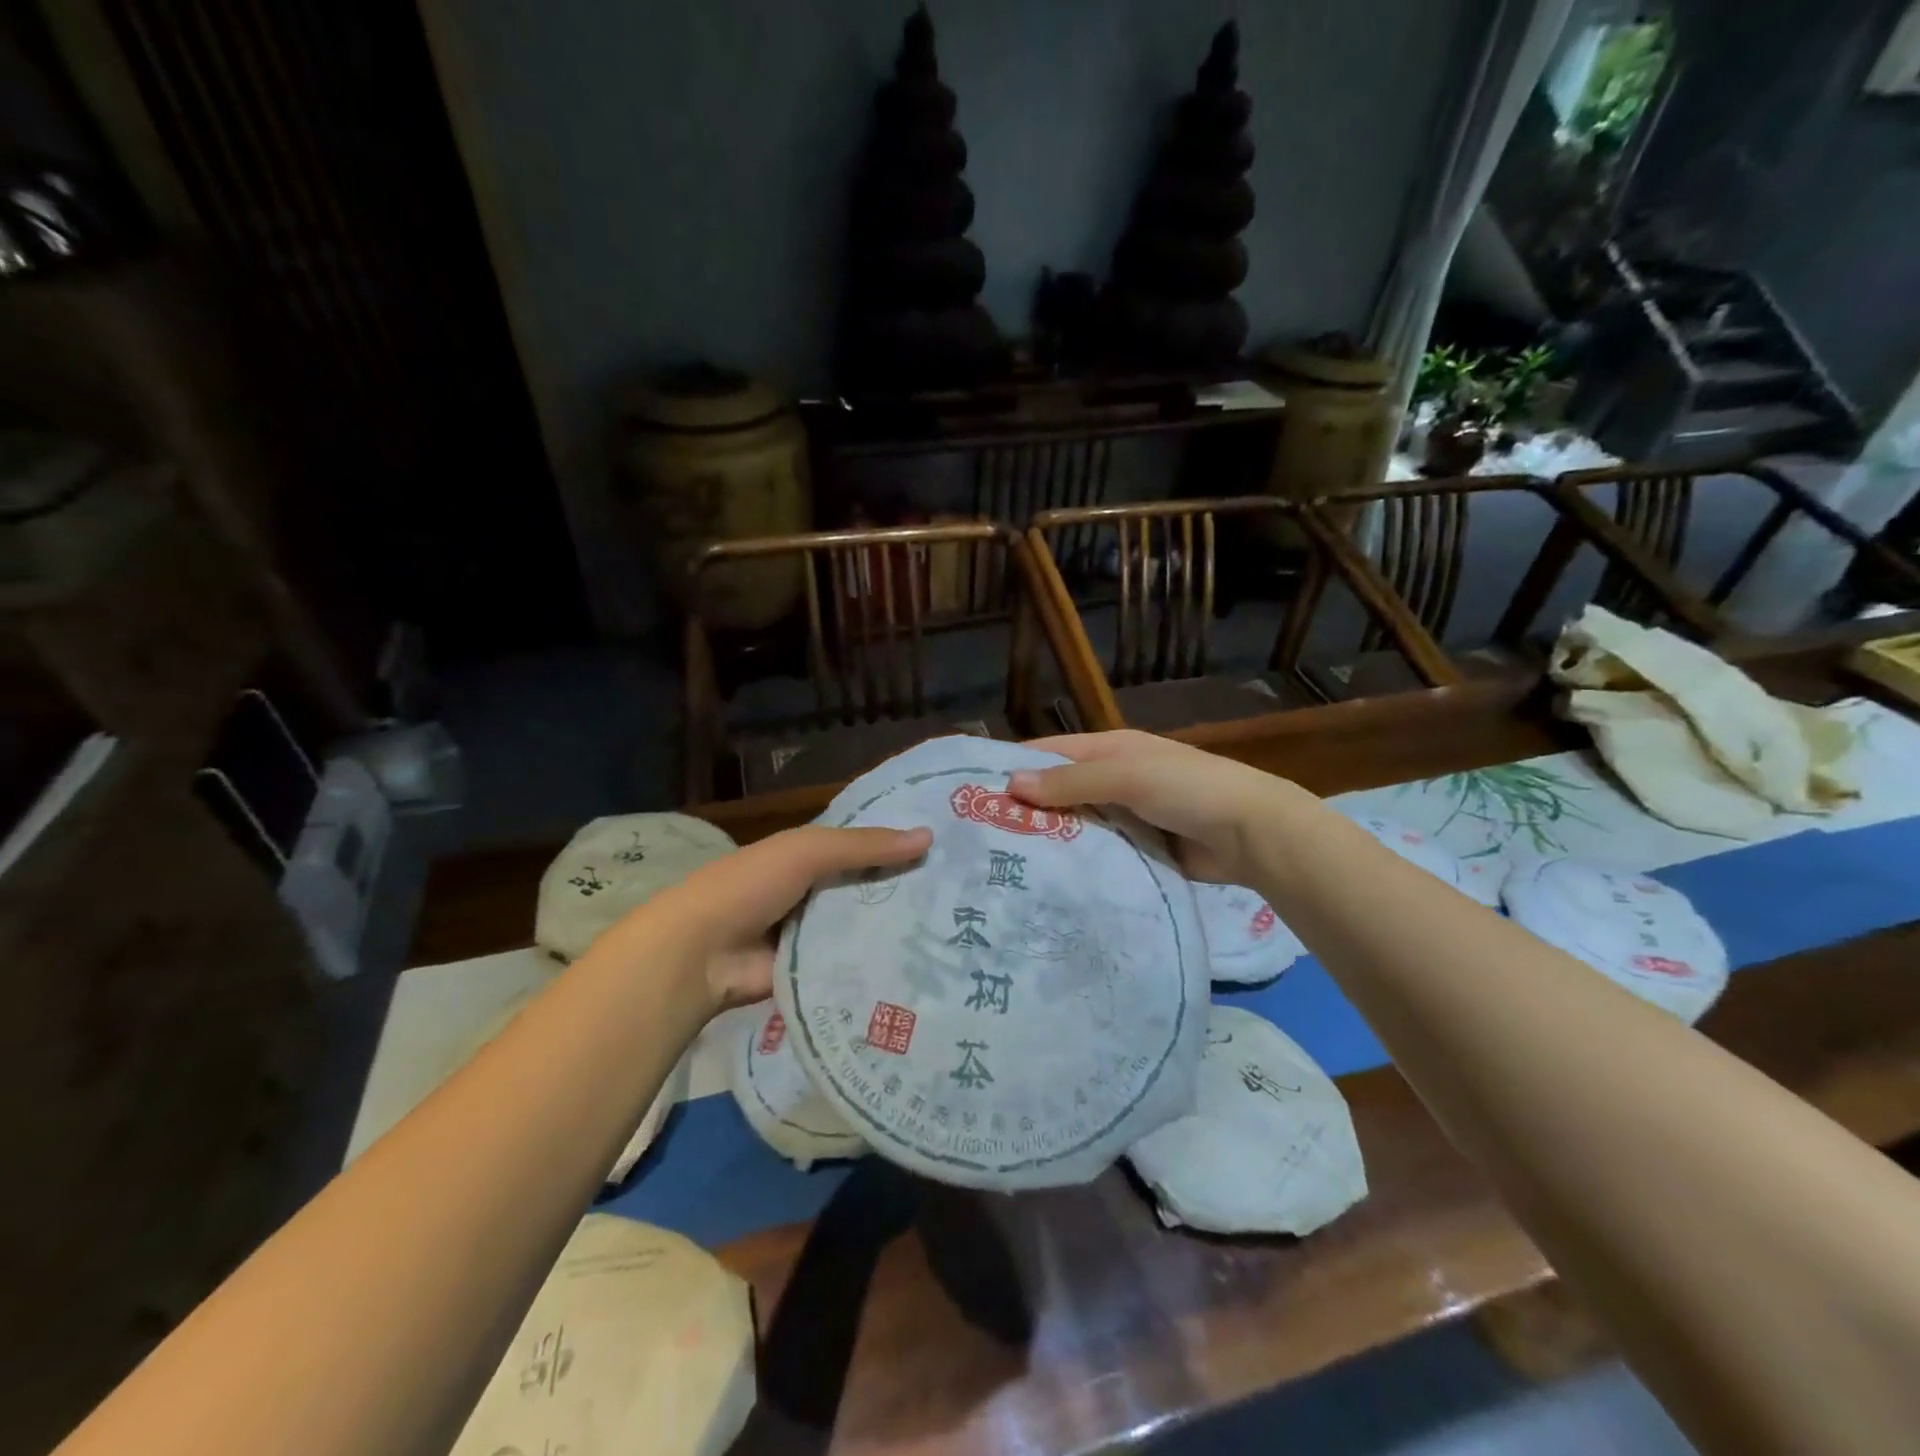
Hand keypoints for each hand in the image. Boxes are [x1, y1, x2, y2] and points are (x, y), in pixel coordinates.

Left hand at [615, 824, 931, 1014]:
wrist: (700, 954)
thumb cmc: (751, 886)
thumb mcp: (808, 850)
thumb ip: (865, 846)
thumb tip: (929, 837)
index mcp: (809, 856)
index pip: (865, 846)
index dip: (901, 844)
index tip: (950, 847)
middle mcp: (815, 892)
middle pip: (870, 887)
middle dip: (909, 888)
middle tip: (967, 893)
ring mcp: (815, 935)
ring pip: (866, 927)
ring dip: (899, 929)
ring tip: (958, 930)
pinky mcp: (816, 974)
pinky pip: (855, 965)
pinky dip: (880, 964)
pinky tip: (927, 966)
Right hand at [1009, 730, 1300, 885]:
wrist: (1252, 834)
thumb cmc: (1187, 788)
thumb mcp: (1126, 775)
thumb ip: (1070, 781)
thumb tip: (1010, 784)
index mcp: (1112, 749)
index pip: (1051, 753)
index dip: (1016, 766)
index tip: (974, 790)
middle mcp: (1115, 779)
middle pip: (1061, 791)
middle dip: (1028, 809)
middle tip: (981, 837)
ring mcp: (1127, 816)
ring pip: (1078, 825)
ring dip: (1050, 839)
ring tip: (1005, 864)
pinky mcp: (1139, 849)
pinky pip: (1099, 852)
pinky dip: (1078, 862)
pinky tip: (1048, 881)